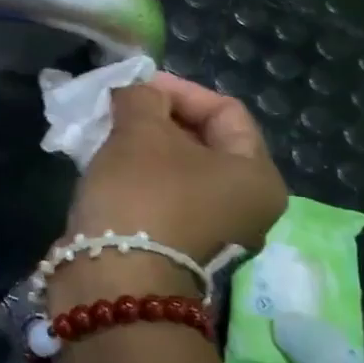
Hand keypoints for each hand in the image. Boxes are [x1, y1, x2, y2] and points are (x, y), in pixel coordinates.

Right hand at [68, 73, 287, 266]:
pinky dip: (137, 174)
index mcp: (257, 176)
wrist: (113, 278)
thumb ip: (142, 96)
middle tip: (119, 106)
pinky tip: (106, 163)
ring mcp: (211, 230)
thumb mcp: (141, 130)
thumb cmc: (142, 194)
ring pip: (177, 169)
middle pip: (203, 140)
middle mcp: (245, 206)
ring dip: (142, 145)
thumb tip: (137, 91)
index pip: (225, 110)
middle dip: (157, 117)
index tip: (135, 84)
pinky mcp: (175, 246)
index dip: (179, 89)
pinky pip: (161, 194)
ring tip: (107, 131)